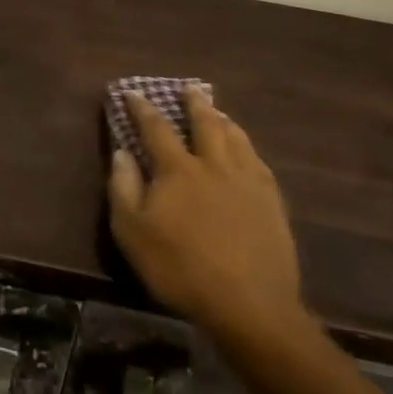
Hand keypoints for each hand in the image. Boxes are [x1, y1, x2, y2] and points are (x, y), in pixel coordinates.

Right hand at [107, 86, 311, 349]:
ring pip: (236, 137)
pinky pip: (258, 162)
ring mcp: (247, 181)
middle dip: (194, 103)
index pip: (156, 128)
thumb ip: (123, 188)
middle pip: (205, 123)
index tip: (132, 92)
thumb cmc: (181, 269)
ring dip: (224, 120)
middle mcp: (214, 164)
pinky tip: (248, 152)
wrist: (249, 305)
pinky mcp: (271, 202)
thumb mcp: (133, 234)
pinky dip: (248, 148)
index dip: (142, 108)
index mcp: (178, 169)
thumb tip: (121, 152)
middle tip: (189, 88)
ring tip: (219, 112)